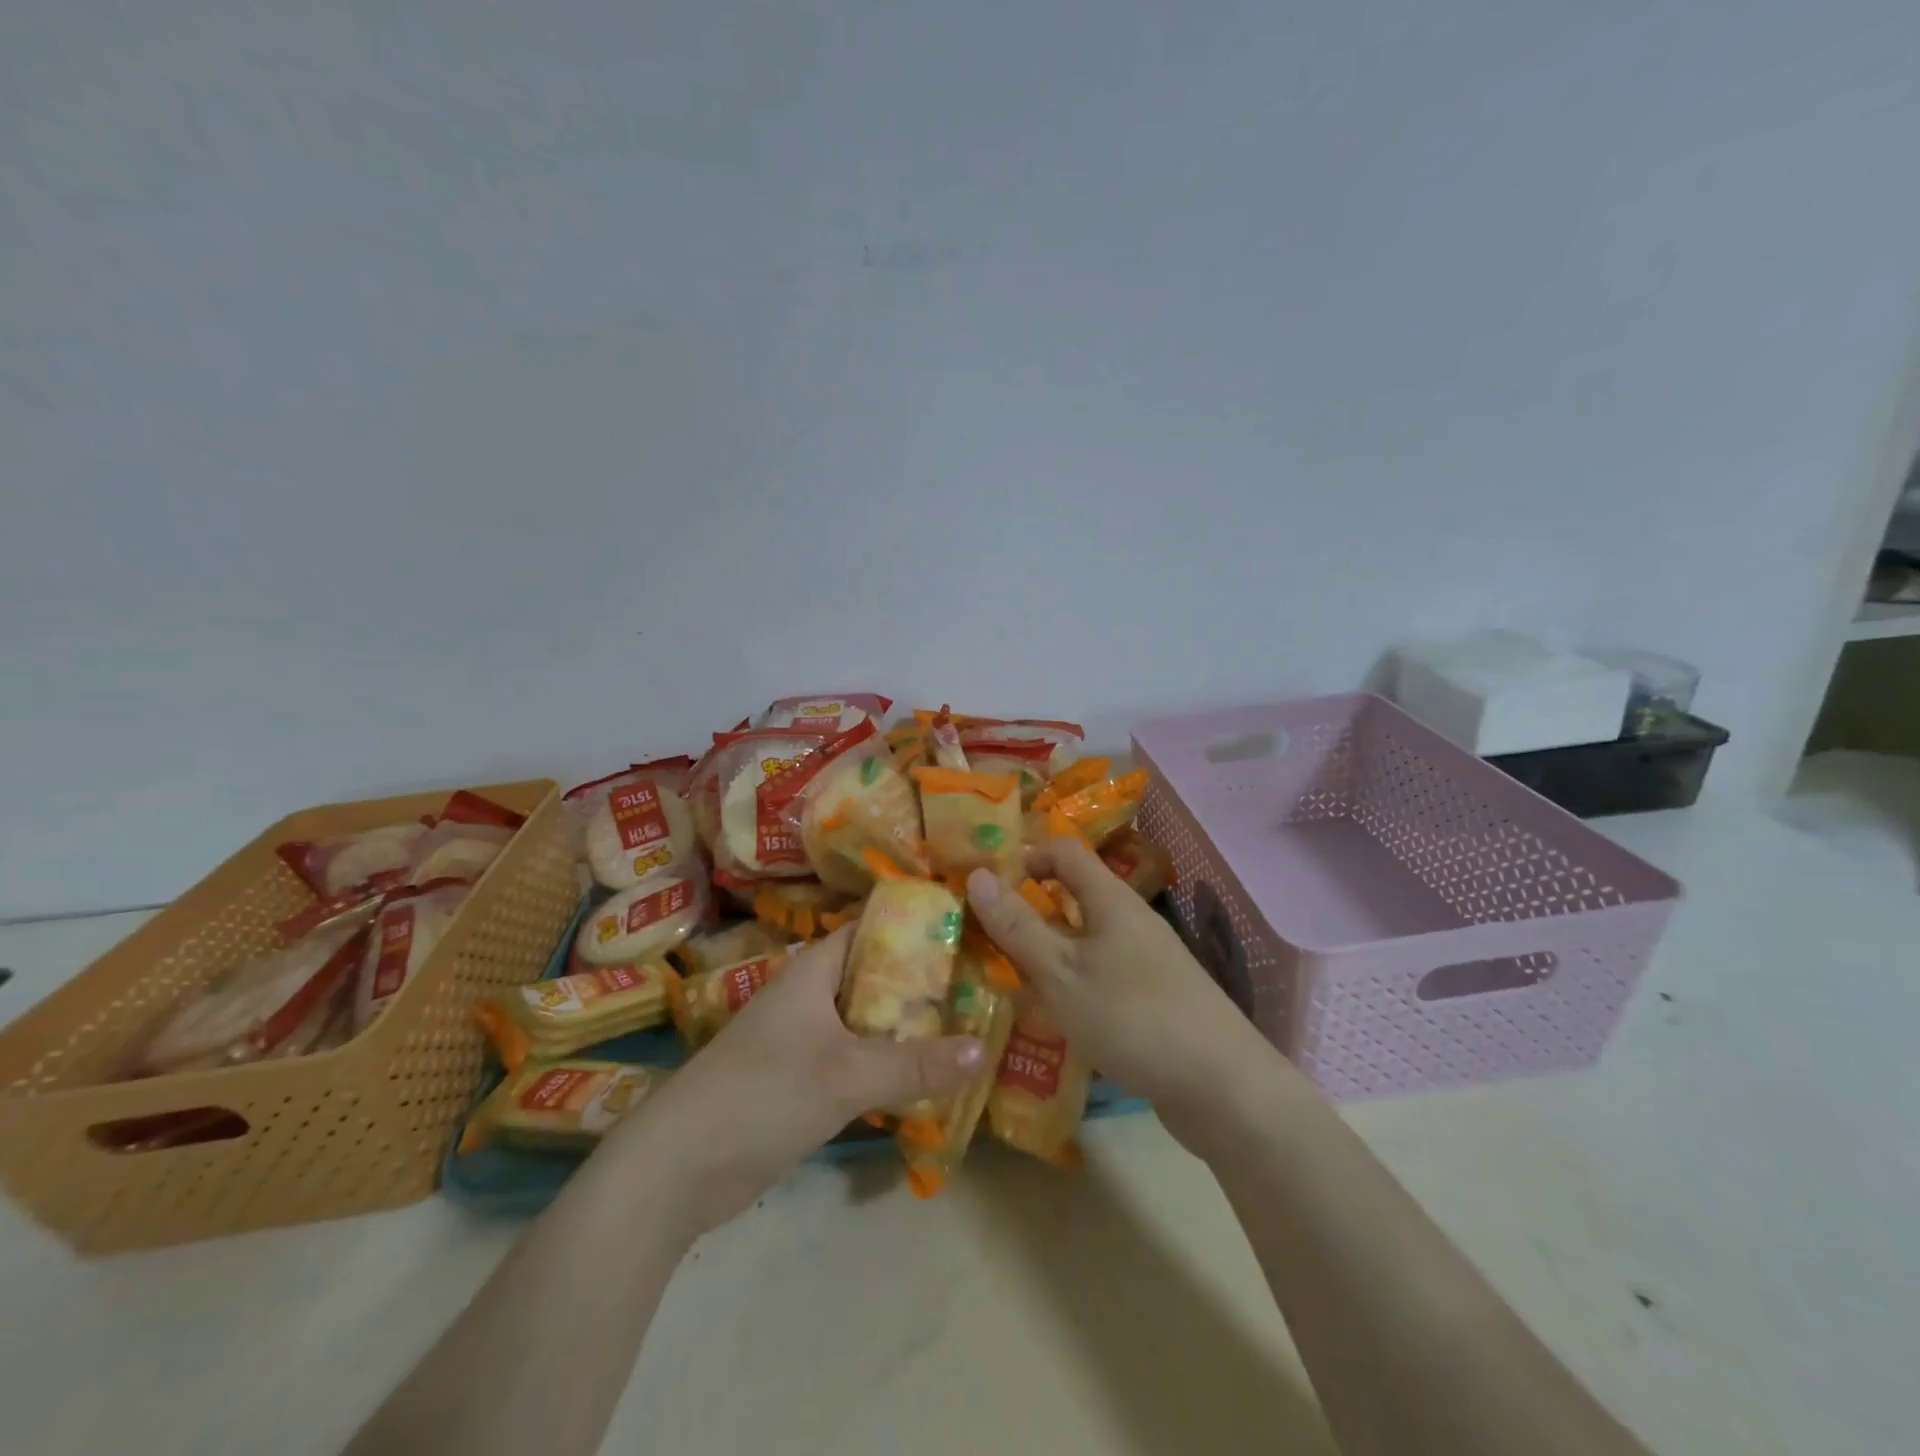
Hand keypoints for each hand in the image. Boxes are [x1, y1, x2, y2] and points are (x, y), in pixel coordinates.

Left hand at [606, 925, 984, 1235]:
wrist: (677, 1169)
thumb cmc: (762, 1094)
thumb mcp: (847, 1075)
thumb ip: (916, 1064)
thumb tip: (983, 1048)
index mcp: (813, 970)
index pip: (870, 929)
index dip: (914, 926)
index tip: (965, 931)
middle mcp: (810, 996)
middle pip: (874, 977)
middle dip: (922, 983)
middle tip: (979, 987)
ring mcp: (803, 1041)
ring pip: (867, 1022)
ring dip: (907, 1028)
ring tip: (967, 1027)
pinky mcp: (800, 1082)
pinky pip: (855, 1060)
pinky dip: (887, 1064)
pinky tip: (926, 1077)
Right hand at [965, 839, 1272, 1150]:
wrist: (1222, 1087)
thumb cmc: (1132, 1017)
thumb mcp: (1062, 972)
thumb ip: (1018, 925)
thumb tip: (978, 874)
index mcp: (1111, 900)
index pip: (1064, 851)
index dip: (1024, 856)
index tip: (986, 883)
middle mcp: (1131, 920)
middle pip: (1074, 895)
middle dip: (1029, 908)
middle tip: (984, 932)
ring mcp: (1147, 959)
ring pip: (1086, 937)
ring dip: (1047, 948)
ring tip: (1006, 974)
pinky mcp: (1154, 997)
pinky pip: (1101, 971)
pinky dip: (1072, 979)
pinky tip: (1052, 1012)